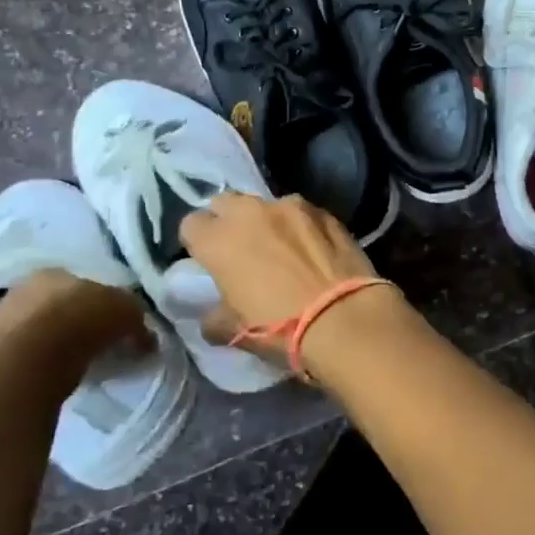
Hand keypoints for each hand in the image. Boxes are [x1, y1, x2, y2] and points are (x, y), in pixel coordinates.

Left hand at [0, 269, 152, 365]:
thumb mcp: (125, 312)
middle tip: (101, 343)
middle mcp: (25, 288)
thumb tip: (146, 338)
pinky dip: (44, 364)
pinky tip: (58, 375)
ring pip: (42, 330)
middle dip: (79, 322)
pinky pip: (29, 355)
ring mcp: (3, 320)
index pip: (84, 282)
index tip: (116, 323)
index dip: (103, 303)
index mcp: (56, 270)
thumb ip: (136, 320)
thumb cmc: (80, 322)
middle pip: (61, 305)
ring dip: (60, 343)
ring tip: (81, 363)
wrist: (28, 362)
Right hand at [179, 193, 384, 365]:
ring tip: (281, 248)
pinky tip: (312, 250)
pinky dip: (301, 226)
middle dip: (228, 221)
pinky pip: (303, 213)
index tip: (208, 260)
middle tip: (240, 249)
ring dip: (267, 221)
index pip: (191, 224)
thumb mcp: (236, 332)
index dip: (198, 242)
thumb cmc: (281, 327)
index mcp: (219, 240)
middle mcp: (251, 212)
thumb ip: (215, 318)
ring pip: (267, 205)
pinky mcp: (325, 212)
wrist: (344, 318)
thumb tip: (212, 317)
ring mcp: (291, 207)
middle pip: (226, 203)